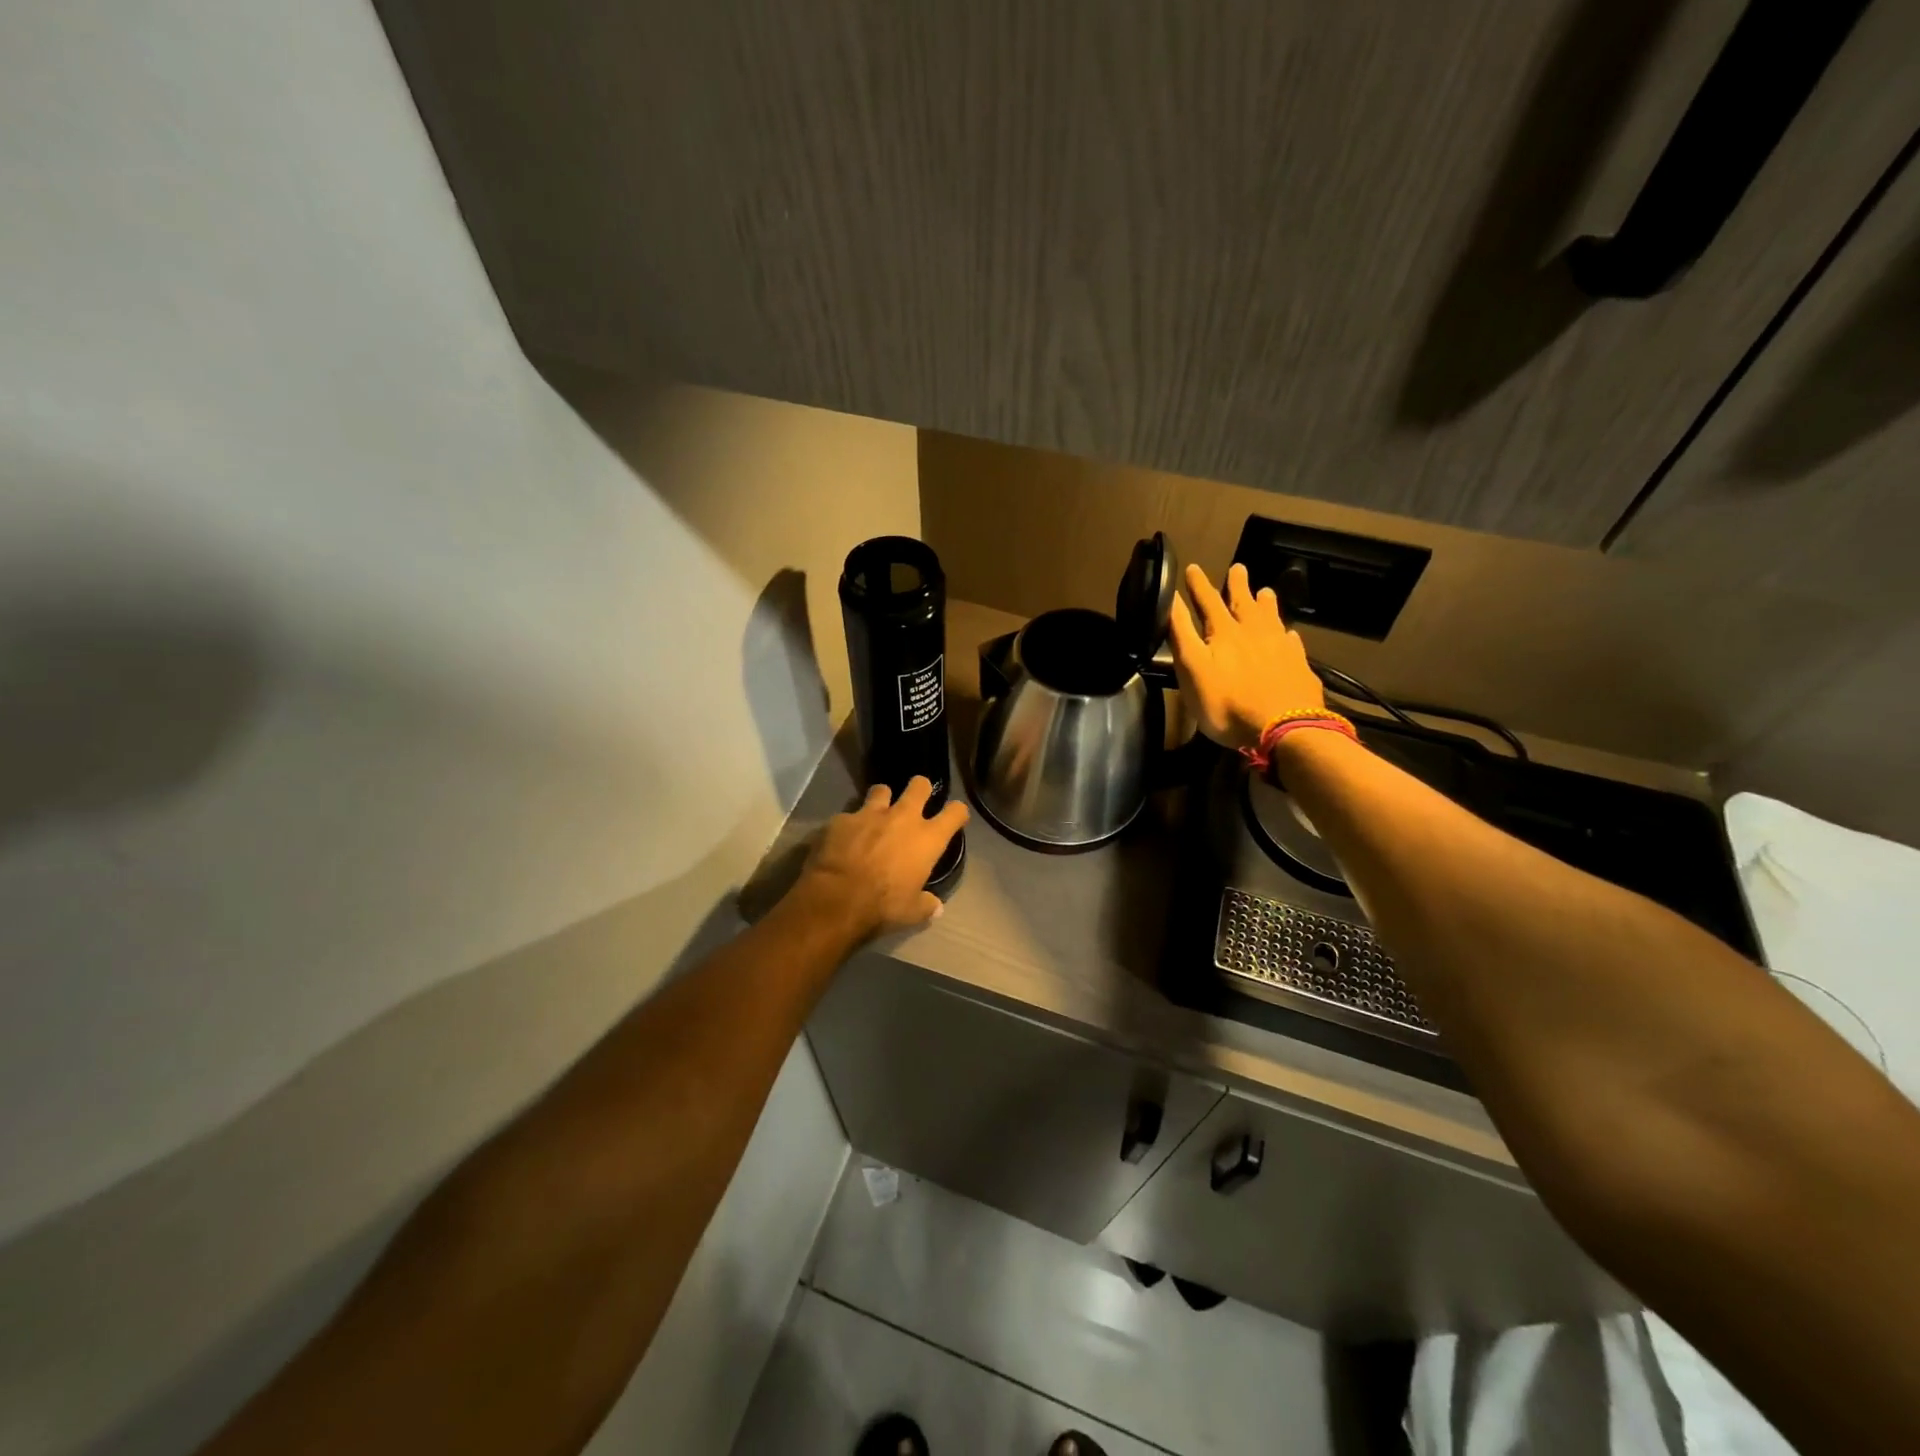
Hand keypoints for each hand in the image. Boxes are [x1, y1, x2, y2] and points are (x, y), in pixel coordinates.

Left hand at [797, 777, 969, 936]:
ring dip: (882, 799)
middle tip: (915, 801)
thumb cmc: (884, 904)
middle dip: (920, 789)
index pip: (955, 812)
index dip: (957, 812)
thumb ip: (926, 905)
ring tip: (877, 813)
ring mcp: (870, 813)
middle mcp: (903, 817)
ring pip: (882, 789)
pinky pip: (849, 814)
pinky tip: (844, 837)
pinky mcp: (842, 819)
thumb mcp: (911, 911)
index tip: (955, 817)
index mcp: (927, 838)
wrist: (838, 897)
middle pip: (919, 785)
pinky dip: (849, 824)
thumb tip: (936, 908)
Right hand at [1168, 563, 1323, 749]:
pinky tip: (1289, 635)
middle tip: (1238, 568)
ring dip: (1266, 604)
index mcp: (1224, 633)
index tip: (1193, 568)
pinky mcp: (1298, 666)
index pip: (1208, 601)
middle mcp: (1254, 633)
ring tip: (1265, 591)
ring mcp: (1280, 648)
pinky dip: (1287, 635)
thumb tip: (1171, 599)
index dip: (1199, 585)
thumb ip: (1181, 634)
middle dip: (1237, 585)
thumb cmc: (1227, 704)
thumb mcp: (1192, 670)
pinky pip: (1292, 643)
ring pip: (1271, 618)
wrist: (1283, 728)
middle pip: (1244, 603)